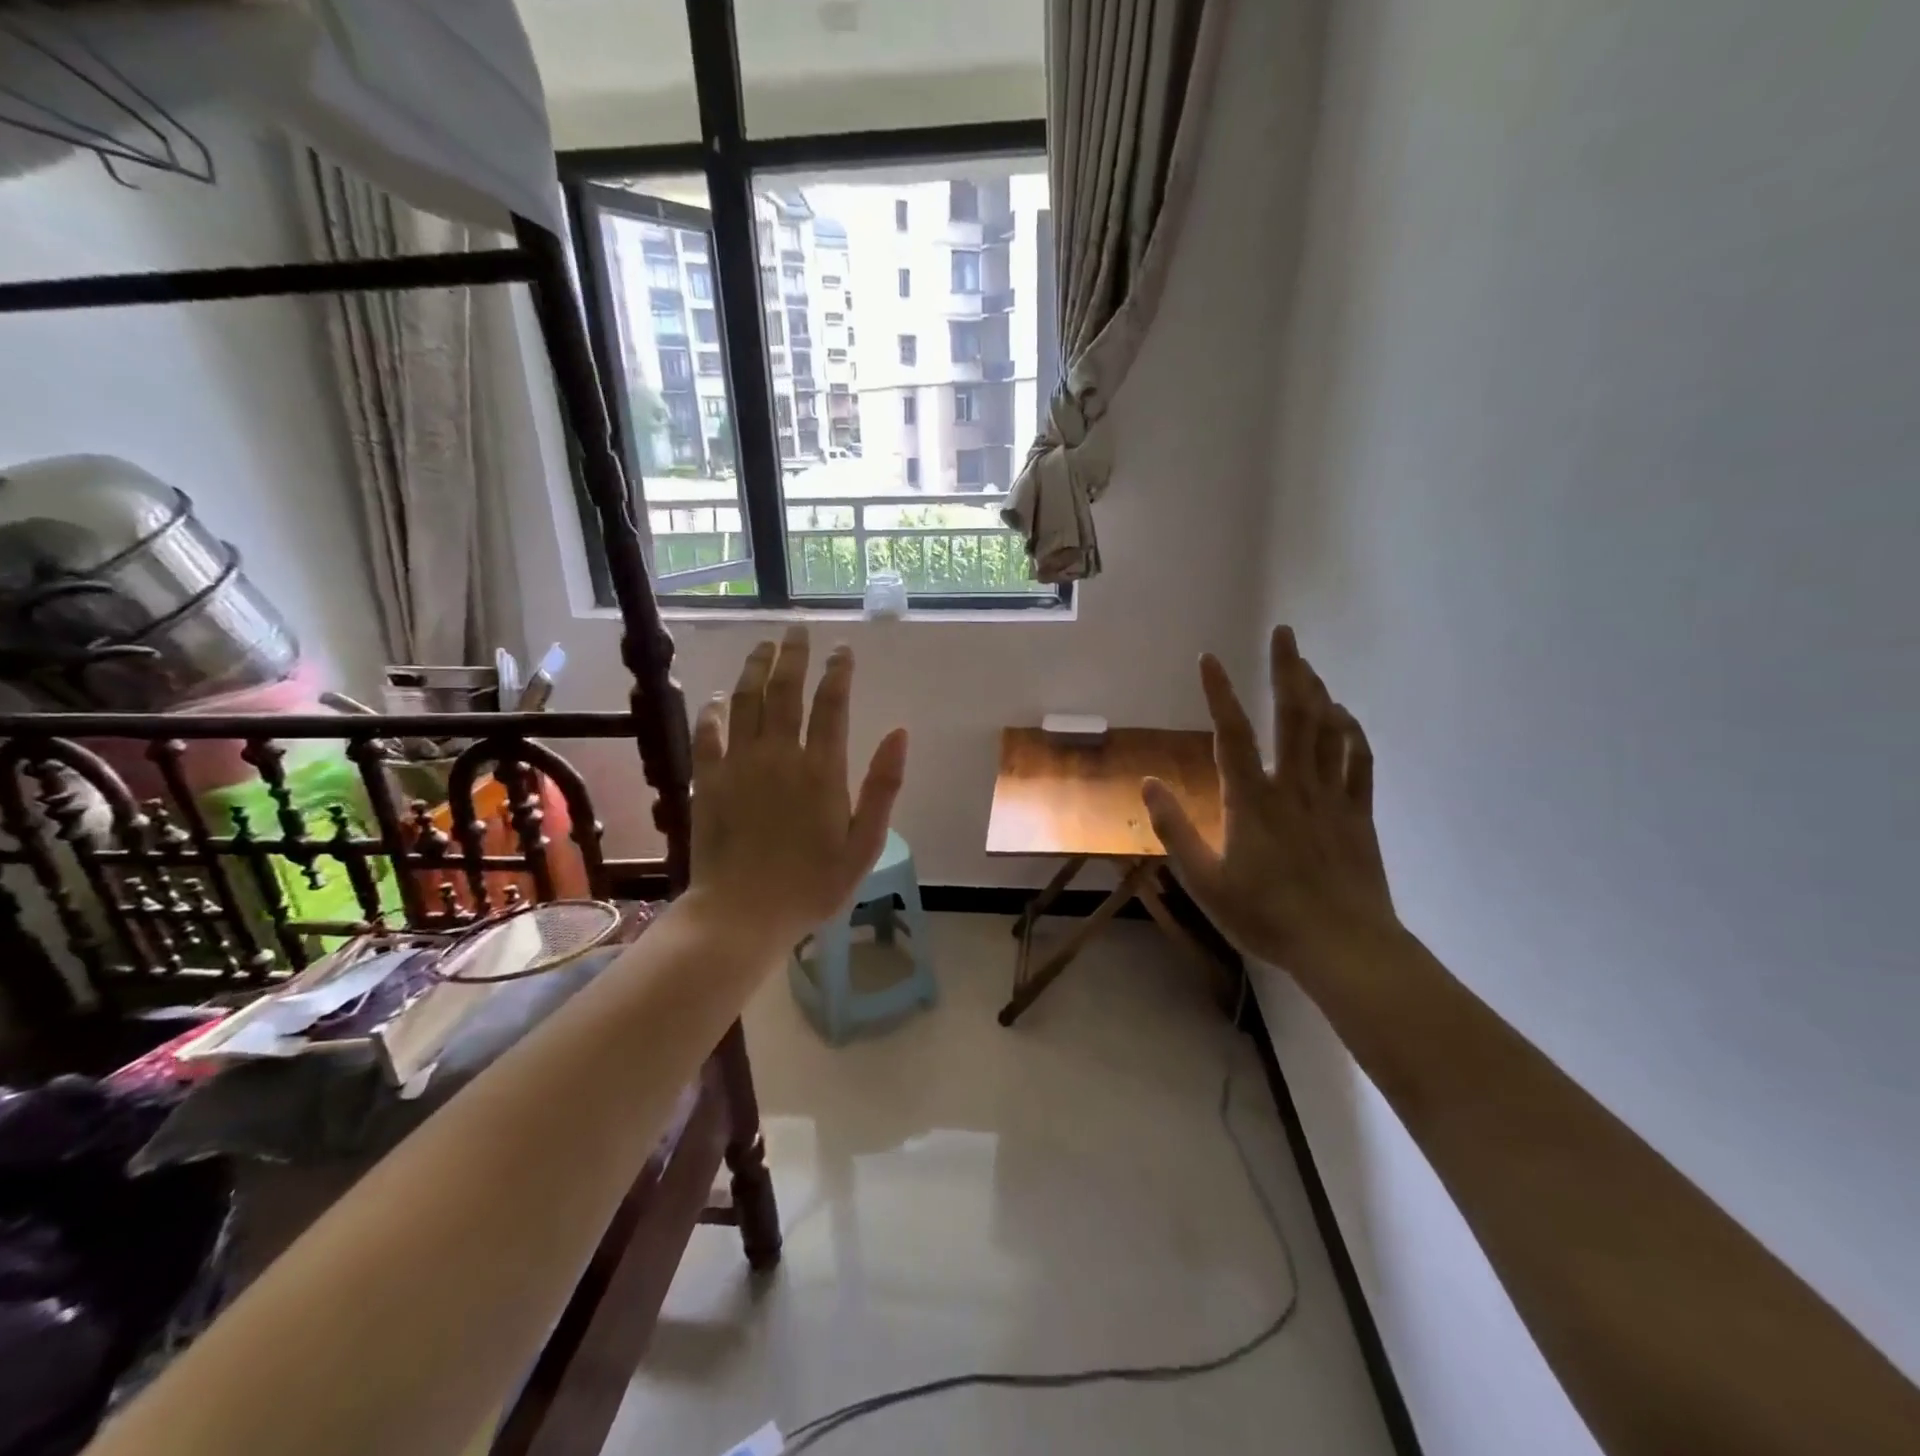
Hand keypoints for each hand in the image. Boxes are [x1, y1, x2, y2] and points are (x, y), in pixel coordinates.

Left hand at [687, 626, 908, 948]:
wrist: (743, 914)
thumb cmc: (812, 885)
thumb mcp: (864, 844)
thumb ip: (883, 787)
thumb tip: (900, 733)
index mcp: (822, 770)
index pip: (831, 705)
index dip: (838, 672)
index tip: (842, 650)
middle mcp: (779, 756)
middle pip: (785, 692)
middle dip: (794, 656)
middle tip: (797, 631)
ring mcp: (738, 765)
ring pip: (745, 702)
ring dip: (755, 670)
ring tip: (763, 647)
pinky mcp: (707, 782)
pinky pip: (708, 735)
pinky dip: (713, 712)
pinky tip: (717, 699)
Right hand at [1143, 626, 1397, 975]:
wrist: (1343, 946)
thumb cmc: (1266, 916)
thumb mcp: (1204, 881)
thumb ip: (1175, 829)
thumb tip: (1148, 783)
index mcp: (1252, 800)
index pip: (1232, 734)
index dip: (1219, 693)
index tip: (1209, 657)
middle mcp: (1293, 785)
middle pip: (1293, 715)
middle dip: (1288, 668)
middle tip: (1285, 631)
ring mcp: (1331, 796)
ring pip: (1328, 730)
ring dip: (1317, 691)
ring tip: (1305, 665)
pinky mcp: (1358, 813)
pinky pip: (1358, 760)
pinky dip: (1351, 731)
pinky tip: (1343, 716)